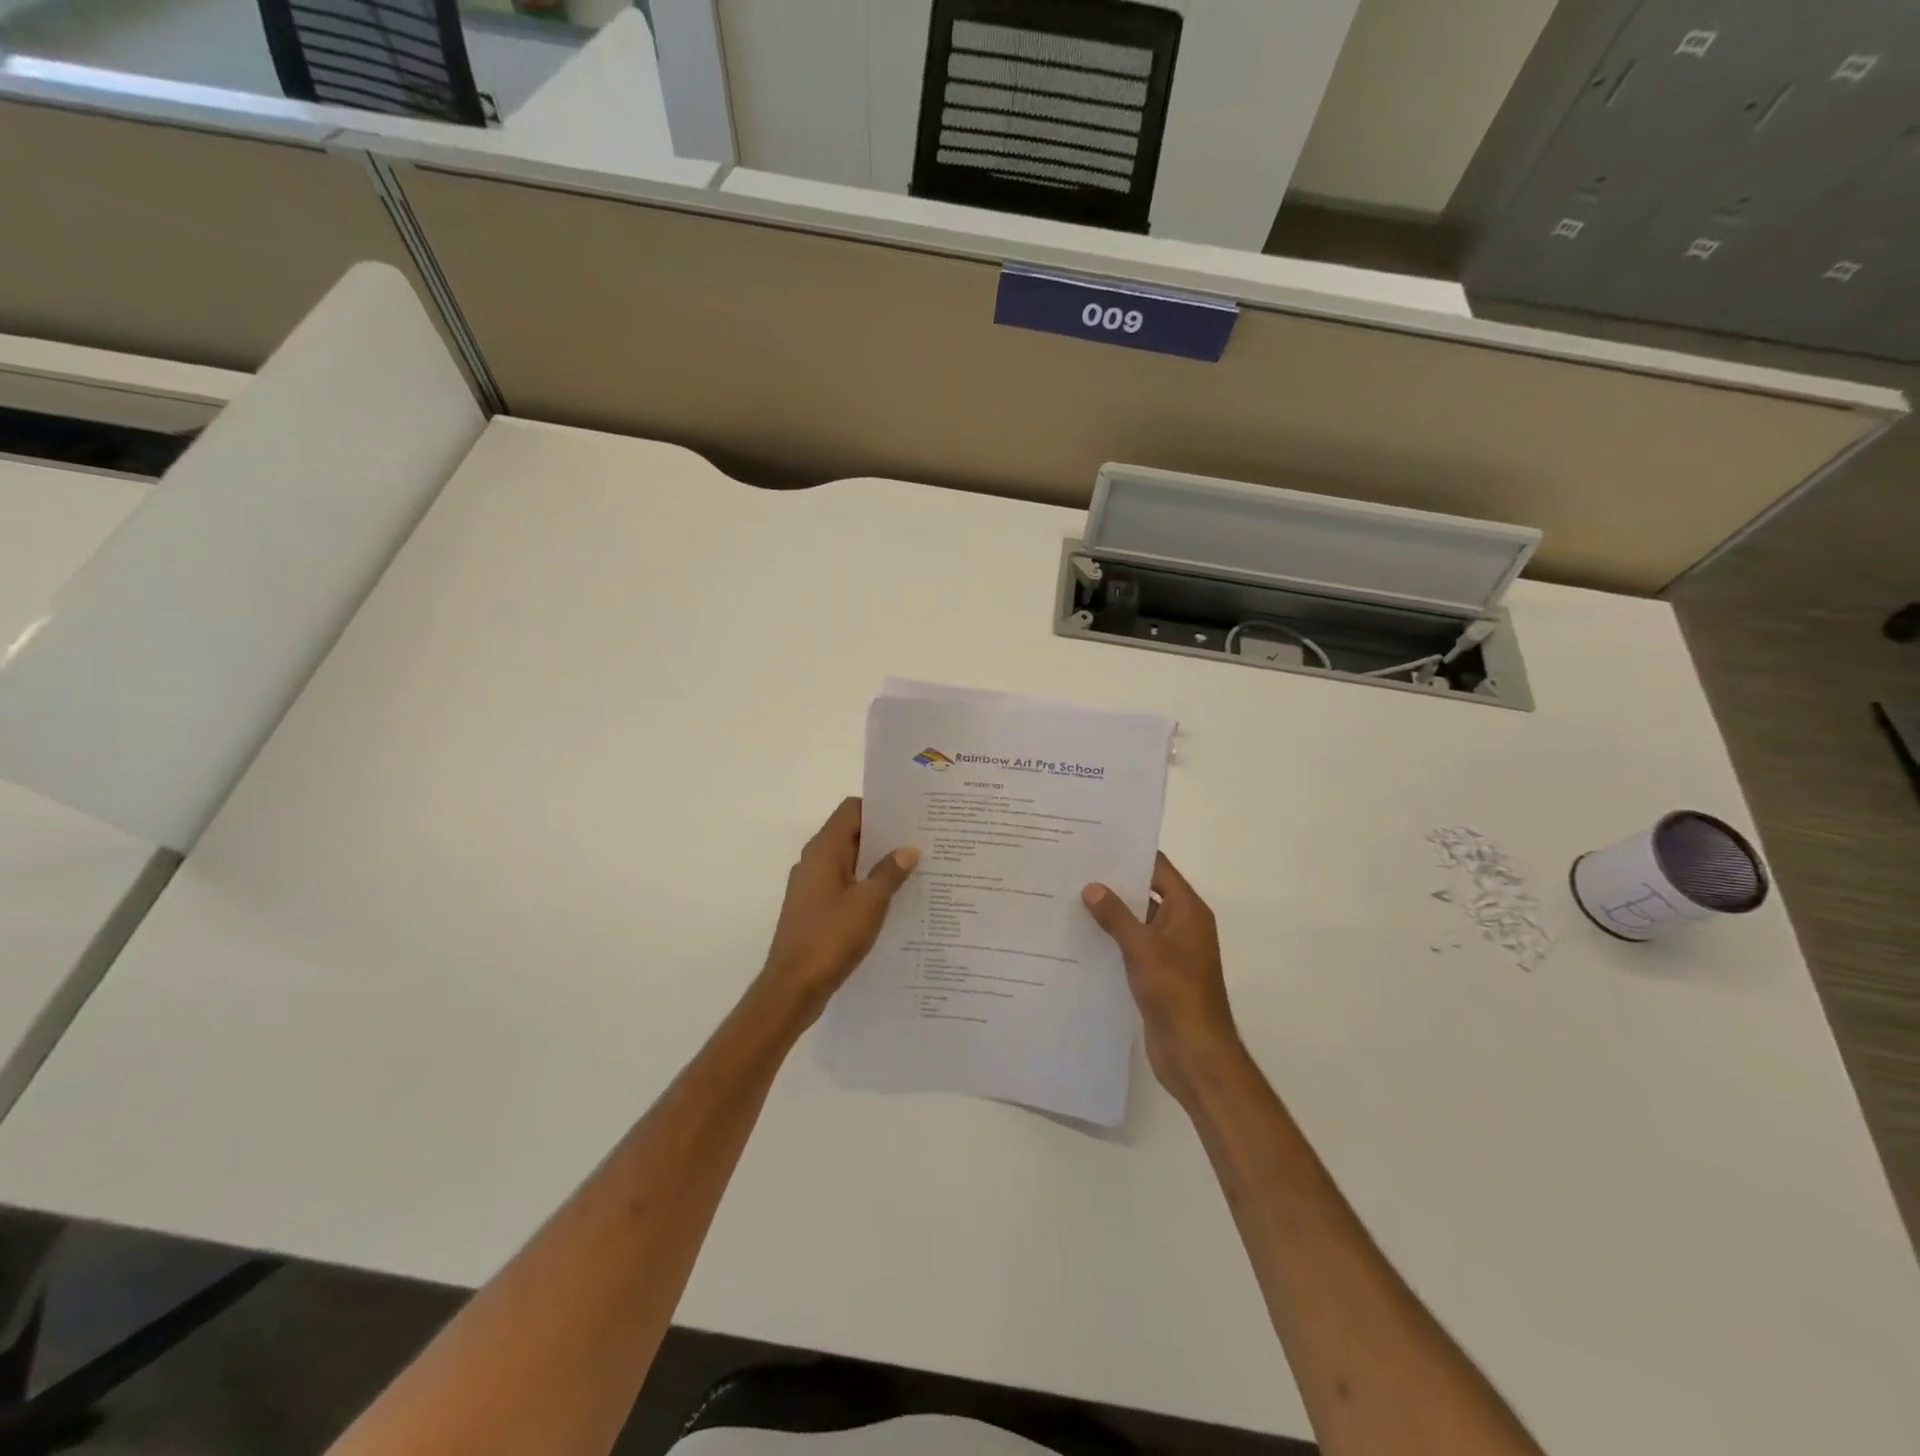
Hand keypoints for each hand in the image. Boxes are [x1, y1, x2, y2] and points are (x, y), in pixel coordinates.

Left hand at [760, 798, 918, 1019]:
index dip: (880, 808)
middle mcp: (814, 861)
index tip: (909, 814)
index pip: (851, 810)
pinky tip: (892, 899)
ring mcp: (811, 886)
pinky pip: (844, 884)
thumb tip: (908, 849)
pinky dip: (865, 885)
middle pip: (851, 834)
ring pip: (849, 861)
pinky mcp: (814, 908)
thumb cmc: (831, 937)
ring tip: (913, 868)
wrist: (793, 987)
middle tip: (920, 840)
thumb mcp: (870, 903)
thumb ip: (890, 872)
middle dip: (884, 836)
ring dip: (876, 862)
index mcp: (824, 850)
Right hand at [1083, 854, 1240, 1096]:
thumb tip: (1092, 887)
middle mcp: (1182, 925)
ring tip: (1070, 896)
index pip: (1159, 869)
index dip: (1131, 854)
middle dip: (1114, 882)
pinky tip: (1081, 935)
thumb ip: (1116, 916)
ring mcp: (1170, 950)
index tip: (1097, 843)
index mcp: (1188, 910)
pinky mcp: (1158, 973)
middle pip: (1146, 892)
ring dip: (1111, 912)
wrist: (1195, 1052)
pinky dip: (1112, 939)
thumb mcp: (1143, 948)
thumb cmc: (1175, 992)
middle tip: (1075, 867)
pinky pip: (1133, 946)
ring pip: (1137, 921)